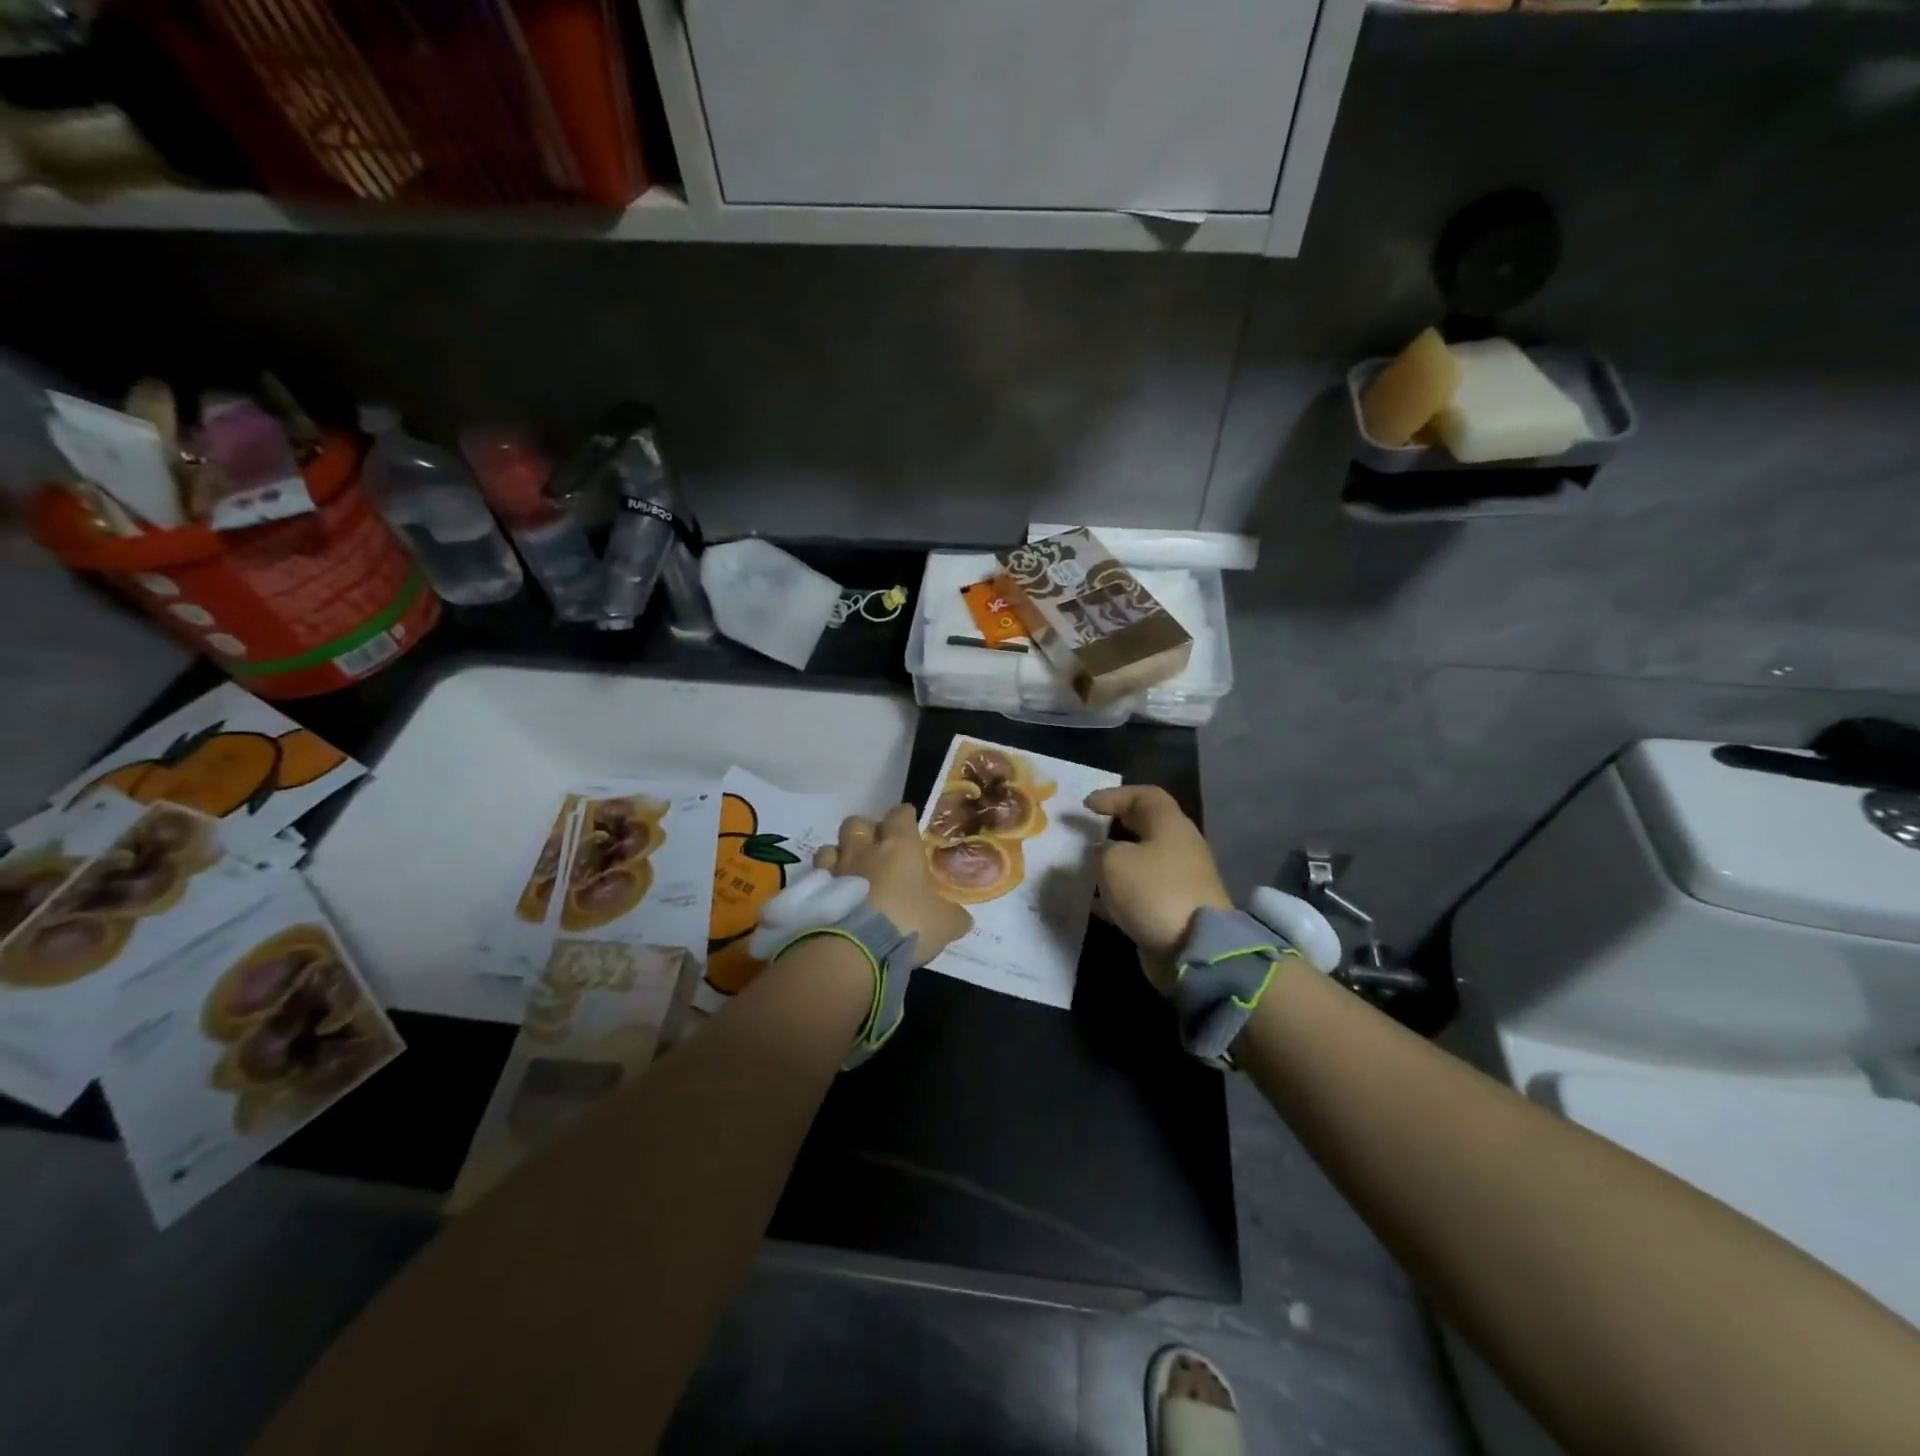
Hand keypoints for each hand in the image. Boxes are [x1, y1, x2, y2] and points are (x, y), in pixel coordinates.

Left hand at [814, 805, 971, 967]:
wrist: (858, 948)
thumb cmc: (908, 923)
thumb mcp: (944, 924)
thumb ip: (954, 917)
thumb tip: (963, 919)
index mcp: (900, 846)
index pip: (900, 814)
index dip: (904, 817)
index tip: (909, 824)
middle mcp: (865, 849)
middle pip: (858, 823)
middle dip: (865, 832)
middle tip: (875, 850)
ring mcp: (836, 868)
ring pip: (831, 846)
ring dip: (839, 855)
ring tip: (849, 873)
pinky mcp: (816, 891)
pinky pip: (816, 876)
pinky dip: (823, 882)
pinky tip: (832, 897)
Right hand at [1085, 785, 1231, 992]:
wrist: (1195, 949)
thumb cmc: (1153, 891)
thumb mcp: (1113, 862)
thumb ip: (1100, 850)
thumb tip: (1101, 852)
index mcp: (1170, 825)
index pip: (1144, 795)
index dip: (1114, 795)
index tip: (1086, 806)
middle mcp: (1180, 846)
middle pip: (1145, 827)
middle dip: (1114, 827)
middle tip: (1088, 831)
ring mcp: (1180, 879)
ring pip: (1142, 861)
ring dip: (1115, 862)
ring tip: (1086, 867)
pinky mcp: (1176, 908)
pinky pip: (1143, 891)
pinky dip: (1120, 892)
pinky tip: (1097, 902)